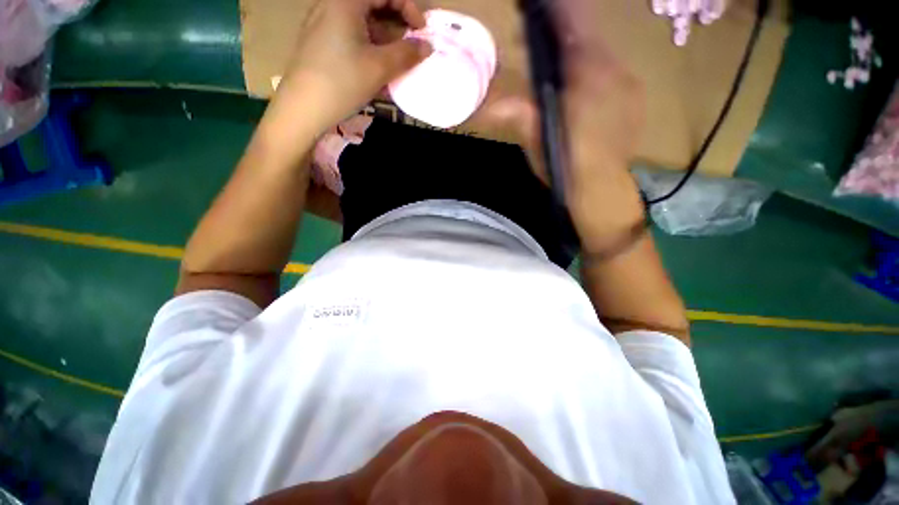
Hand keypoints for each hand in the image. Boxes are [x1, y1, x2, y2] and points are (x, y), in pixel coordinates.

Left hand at [274, 0, 432, 134]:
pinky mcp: (319, 43)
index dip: (408, 7)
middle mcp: (332, 5)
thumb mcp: (379, 68)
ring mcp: (323, 24)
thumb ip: (406, 54)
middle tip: (409, 46)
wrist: (303, 108)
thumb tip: (427, 46)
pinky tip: (375, 68)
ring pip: (362, 22)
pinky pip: (350, 36)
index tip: (421, 31)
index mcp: (346, 1)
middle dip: (396, 23)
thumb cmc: (342, 82)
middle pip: (372, 4)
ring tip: (395, 62)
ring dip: (384, 38)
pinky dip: (368, 47)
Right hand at [482, 0, 645, 246]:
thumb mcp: (534, 141)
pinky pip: (613, 70)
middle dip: (565, 30)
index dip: (556, 10)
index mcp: (585, 77)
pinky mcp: (635, 95)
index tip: (536, 6)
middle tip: (543, 36)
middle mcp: (613, 70)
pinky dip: (595, 69)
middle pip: (588, 35)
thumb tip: (486, 106)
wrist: (600, 188)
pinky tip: (584, 85)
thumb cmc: (563, 165)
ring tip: (561, 61)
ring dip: (580, 51)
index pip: (573, 25)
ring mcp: (629, 81)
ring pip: (602, 53)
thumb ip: (517, 115)